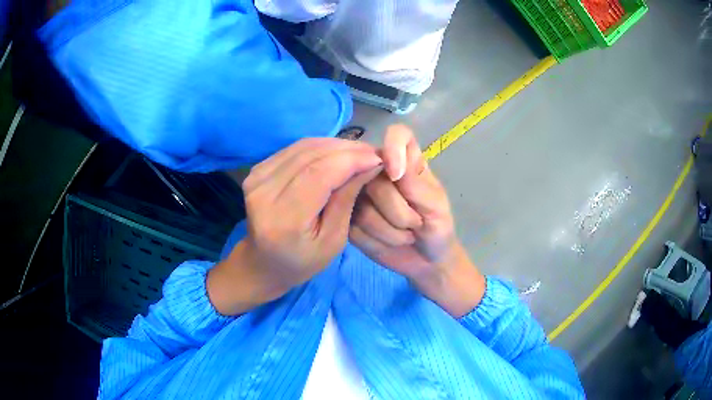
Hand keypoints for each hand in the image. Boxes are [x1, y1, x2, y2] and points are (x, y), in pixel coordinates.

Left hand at [208, 138, 382, 315]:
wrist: (262, 262)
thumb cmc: (302, 261)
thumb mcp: (333, 240)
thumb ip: (346, 199)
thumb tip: (369, 164)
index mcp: (284, 219)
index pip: (319, 174)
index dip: (351, 160)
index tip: (377, 158)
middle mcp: (264, 193)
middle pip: (311, 156)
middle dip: (347, 149)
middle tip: (372, 152)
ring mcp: (256, 178)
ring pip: (303, 147)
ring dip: (335, 145)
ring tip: (359, 151)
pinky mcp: (256, 170)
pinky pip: (294, 149)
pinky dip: (319, 147)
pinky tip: (337, 153)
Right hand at [350, 125, 484, 316]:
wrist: (427, 262)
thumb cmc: (438, 229)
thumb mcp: (435, 207)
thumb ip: (414, 185)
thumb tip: (388, 166)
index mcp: (407, 161)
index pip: (397, 135)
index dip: (393, 147)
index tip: (397, 175)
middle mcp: (380, 173)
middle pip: (372, 176)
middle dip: (398, 209)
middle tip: (415, 223)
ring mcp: (362, 195)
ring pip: (361, 205)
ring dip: (390, 229)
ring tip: (405, 234)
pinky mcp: (351, 219)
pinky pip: (354, 225)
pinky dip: (377, 239)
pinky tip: (388, 242)